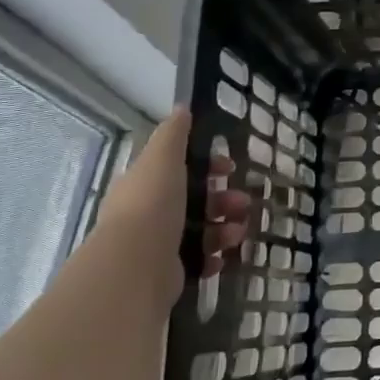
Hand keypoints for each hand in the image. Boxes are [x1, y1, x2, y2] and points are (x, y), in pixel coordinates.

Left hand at [91, 107, 249, 309]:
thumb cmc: (152, 205)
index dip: (208, 165)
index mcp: (145, 184)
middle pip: (195, 200)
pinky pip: (199, 260)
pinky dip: (214, 256)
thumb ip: (173, 134)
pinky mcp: (168, 272)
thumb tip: (182, 107)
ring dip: (226, 228)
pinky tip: (222, 257)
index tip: (231, 167)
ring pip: (201, 230)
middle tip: (244, 203)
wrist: (135, 266)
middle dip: (225, 199)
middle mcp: (148, 213)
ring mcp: (157, 244)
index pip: (179, 168)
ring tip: (238, 234)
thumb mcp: (163, 160)